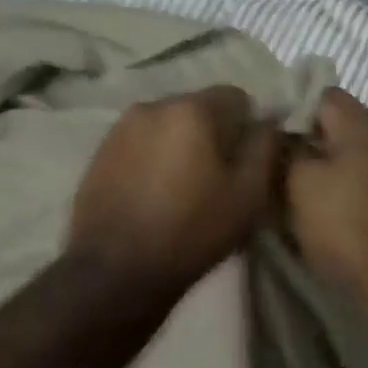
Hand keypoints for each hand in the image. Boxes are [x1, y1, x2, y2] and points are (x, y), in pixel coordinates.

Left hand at [70, 86, 283, 293]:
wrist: (117, 271)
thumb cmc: (193, 230)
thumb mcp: (249, 193)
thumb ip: (265, 146)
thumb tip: (267, 123)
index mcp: (192, 109)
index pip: (236, 96)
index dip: (248, 126)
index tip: (246, 161)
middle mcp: (153, 105)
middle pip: (198, 108)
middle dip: (213, 133)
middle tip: (218, 177)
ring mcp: (120, 128)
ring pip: (168, 125)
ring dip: (182, 145)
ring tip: (184, 187)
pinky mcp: (100, 153)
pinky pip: (141, 143)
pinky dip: (154, 158)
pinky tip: (155, 194)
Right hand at [286, 89, 367, 318]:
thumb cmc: (349, 224)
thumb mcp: (302, 184)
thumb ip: (287, 153)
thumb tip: (282, 139)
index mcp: (363, 125)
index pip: (322, 94)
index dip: (290, 106)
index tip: (263, 130)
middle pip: (336, 131)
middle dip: (302, 145)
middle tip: (269, 165)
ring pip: (347, 163)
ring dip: (319, 176)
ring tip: (285, 194)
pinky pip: (360, 191)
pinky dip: (338, 199)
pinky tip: (316, 218)